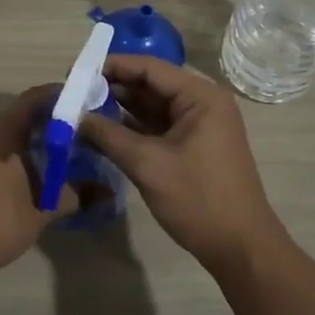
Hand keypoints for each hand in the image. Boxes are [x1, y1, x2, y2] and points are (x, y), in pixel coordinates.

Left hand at [0, 85, 76, 278]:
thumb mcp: (39, 214)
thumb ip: (67, 196)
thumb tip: (92, 191)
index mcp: (1, 134)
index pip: (32, 100)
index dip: (55, 98)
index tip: (75, 102)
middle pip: (13, 119)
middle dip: (39, 127)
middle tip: (63, 140)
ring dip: (16, 146)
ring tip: (40, 164)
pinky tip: (8, 183)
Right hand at [78, 56, 284, 272]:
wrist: (240, 247)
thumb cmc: (198, 199)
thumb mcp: (148, 165)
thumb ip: (109, 136)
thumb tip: (74, 116)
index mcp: (200, 96)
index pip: (150, 68)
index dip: (113, 66)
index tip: (78, 71)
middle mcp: (202, 101)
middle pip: (151, 84)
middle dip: (113, 87)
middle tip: (74, 92)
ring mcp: (199, 124)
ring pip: (153, 106)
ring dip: (121, 107)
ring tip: (81, 108)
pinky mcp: (194, 145)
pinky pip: (159, 126)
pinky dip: (133, 127)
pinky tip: (103, 130)